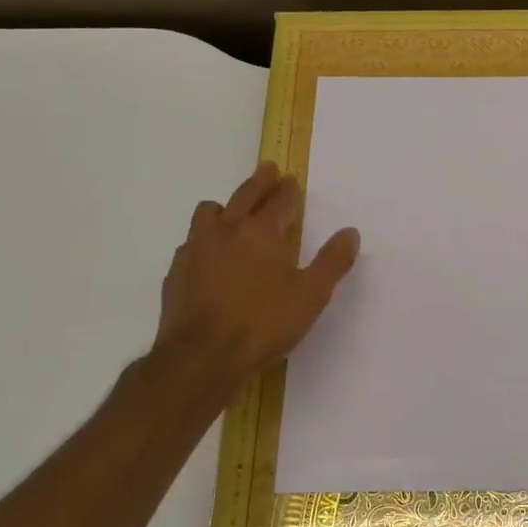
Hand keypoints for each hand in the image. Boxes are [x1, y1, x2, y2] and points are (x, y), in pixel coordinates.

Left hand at [150, 162, 359, 382]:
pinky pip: (192, 241)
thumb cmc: (263, 324)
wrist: (201, 356)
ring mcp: (197, 248)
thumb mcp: (311, 296)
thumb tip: (350, 232)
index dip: (288, 189)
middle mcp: (227, 230)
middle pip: (245, 195)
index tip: (291, 180)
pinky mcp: (177, 271)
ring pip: (210, 212)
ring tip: (233, 211)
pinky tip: (209, 254)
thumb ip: (332, 262)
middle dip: (260, 181)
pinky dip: (205, 238)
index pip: (280, 201)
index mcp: (262, 232)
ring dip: (226, 206)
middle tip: (268, 169)